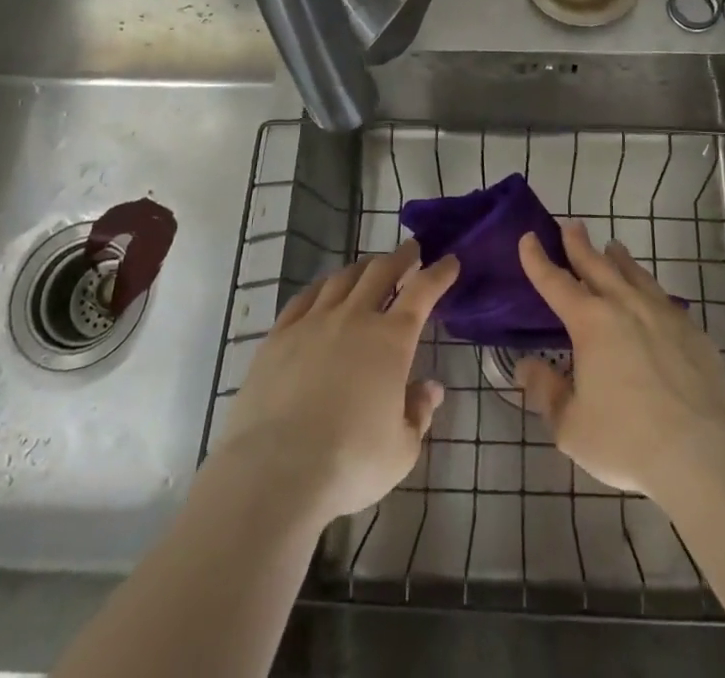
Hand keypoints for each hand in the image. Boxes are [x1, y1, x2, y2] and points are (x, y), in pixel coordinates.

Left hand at [215, 240, 457, 526]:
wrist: (274, 472)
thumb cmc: (348, 464)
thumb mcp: (401, 450)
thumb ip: (418, 413)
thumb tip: (430, 388)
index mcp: (391, 340)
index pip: (422, 292)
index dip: (439, 273)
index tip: (450, 261)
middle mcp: (354, 318)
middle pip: (381, 272)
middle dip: (400, 257)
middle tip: (411, 251)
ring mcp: (313, 322)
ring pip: (342, 278)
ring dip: (362, 268)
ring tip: (369, 268)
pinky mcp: (278, 336)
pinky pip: (304, 298)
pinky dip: (322, 287)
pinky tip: (323, 290)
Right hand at [515, 220, 724, 501]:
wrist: (703, 454)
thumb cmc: (627, 441)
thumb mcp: (571, 426)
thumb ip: (546, 392)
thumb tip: (527, 366)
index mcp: (591, 323)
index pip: (555, 283)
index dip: (538, 260)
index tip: (528, 238)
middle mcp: (625, 306)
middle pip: (597, 265)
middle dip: (579, 244)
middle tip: (570, 225)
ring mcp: (663, 315)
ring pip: (635, 275)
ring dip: (619, 259)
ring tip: (613, 247)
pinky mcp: (692, 332)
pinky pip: (664, 299)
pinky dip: (650, 289)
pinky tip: (653, 296)